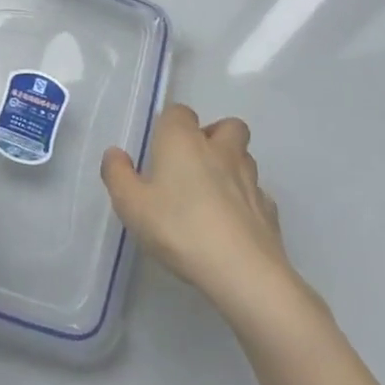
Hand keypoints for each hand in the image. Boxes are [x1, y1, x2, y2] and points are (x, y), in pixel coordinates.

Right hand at [102, 106, 311, 335]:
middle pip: (227, 126)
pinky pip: (257, 193)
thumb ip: (117, 175)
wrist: (243, 272)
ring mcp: (251, 180)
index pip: (179, 112)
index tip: (158, 149)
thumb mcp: (131, 205)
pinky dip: (246, 200)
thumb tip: (115, 154)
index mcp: (183, 141)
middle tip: (192, 163)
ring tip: (211, 193)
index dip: (169, 125)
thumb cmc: (179, 228)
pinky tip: (231, 222)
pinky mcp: (270, 210)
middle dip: (213, 136)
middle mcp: (220, 150)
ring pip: (245, 157)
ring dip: (231, 165)